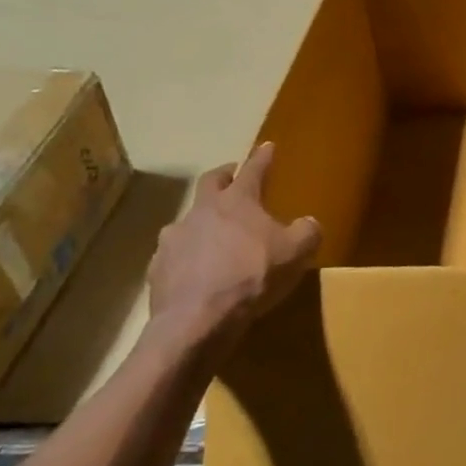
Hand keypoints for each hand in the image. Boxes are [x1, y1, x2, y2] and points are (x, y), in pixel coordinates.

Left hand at [146, 143, 320, 345]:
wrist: (198, 320)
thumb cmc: (252, 276)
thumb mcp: (296, 252)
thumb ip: (307, 231)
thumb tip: (308, 223)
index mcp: (236, 201)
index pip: (253, 170)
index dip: (262, 157)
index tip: (267, 146)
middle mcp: (201, 212)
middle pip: (210, 183)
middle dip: (224, 176)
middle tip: (233, 177)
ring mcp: (173, 239)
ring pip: (190, 221)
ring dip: (203, 223)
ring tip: (216, 238)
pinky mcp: (157, 269)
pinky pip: (177, 255)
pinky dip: (189, 257)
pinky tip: (200, 273)